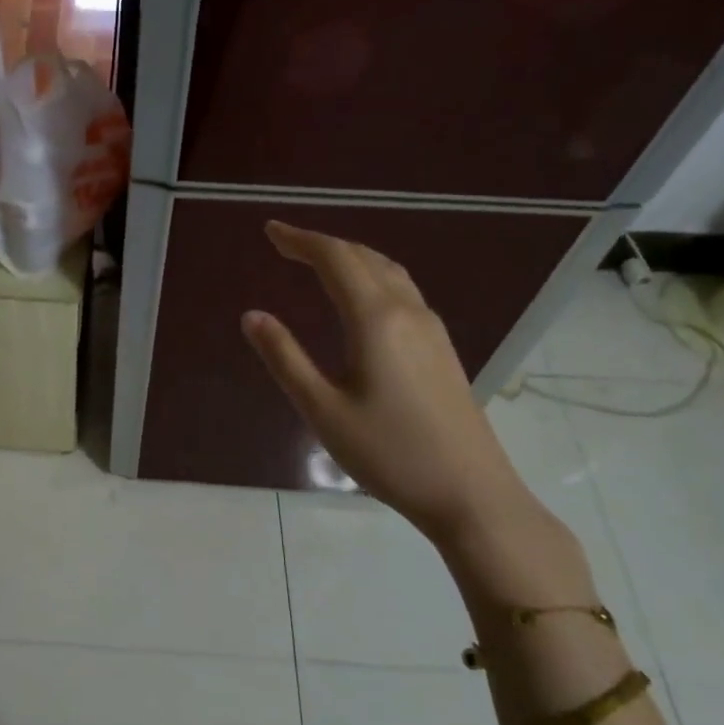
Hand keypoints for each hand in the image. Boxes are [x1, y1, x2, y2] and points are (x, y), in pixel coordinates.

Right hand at [240, 221, 537, 546]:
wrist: (471, 493)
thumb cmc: (389, 453)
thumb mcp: (323, 409)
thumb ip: (285, 358)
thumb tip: (252, 315)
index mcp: (376, 319)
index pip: (335, 259)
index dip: (301, 240)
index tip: (270, 231)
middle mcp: (408, 312)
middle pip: (364, 257)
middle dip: (322, 244)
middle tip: (284, 244)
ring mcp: (431, 329)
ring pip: (388, 271)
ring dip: (351, 257)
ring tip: (318, 262)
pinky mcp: (442, 348)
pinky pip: (403, 291)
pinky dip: (372, 276)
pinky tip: (361, 298)